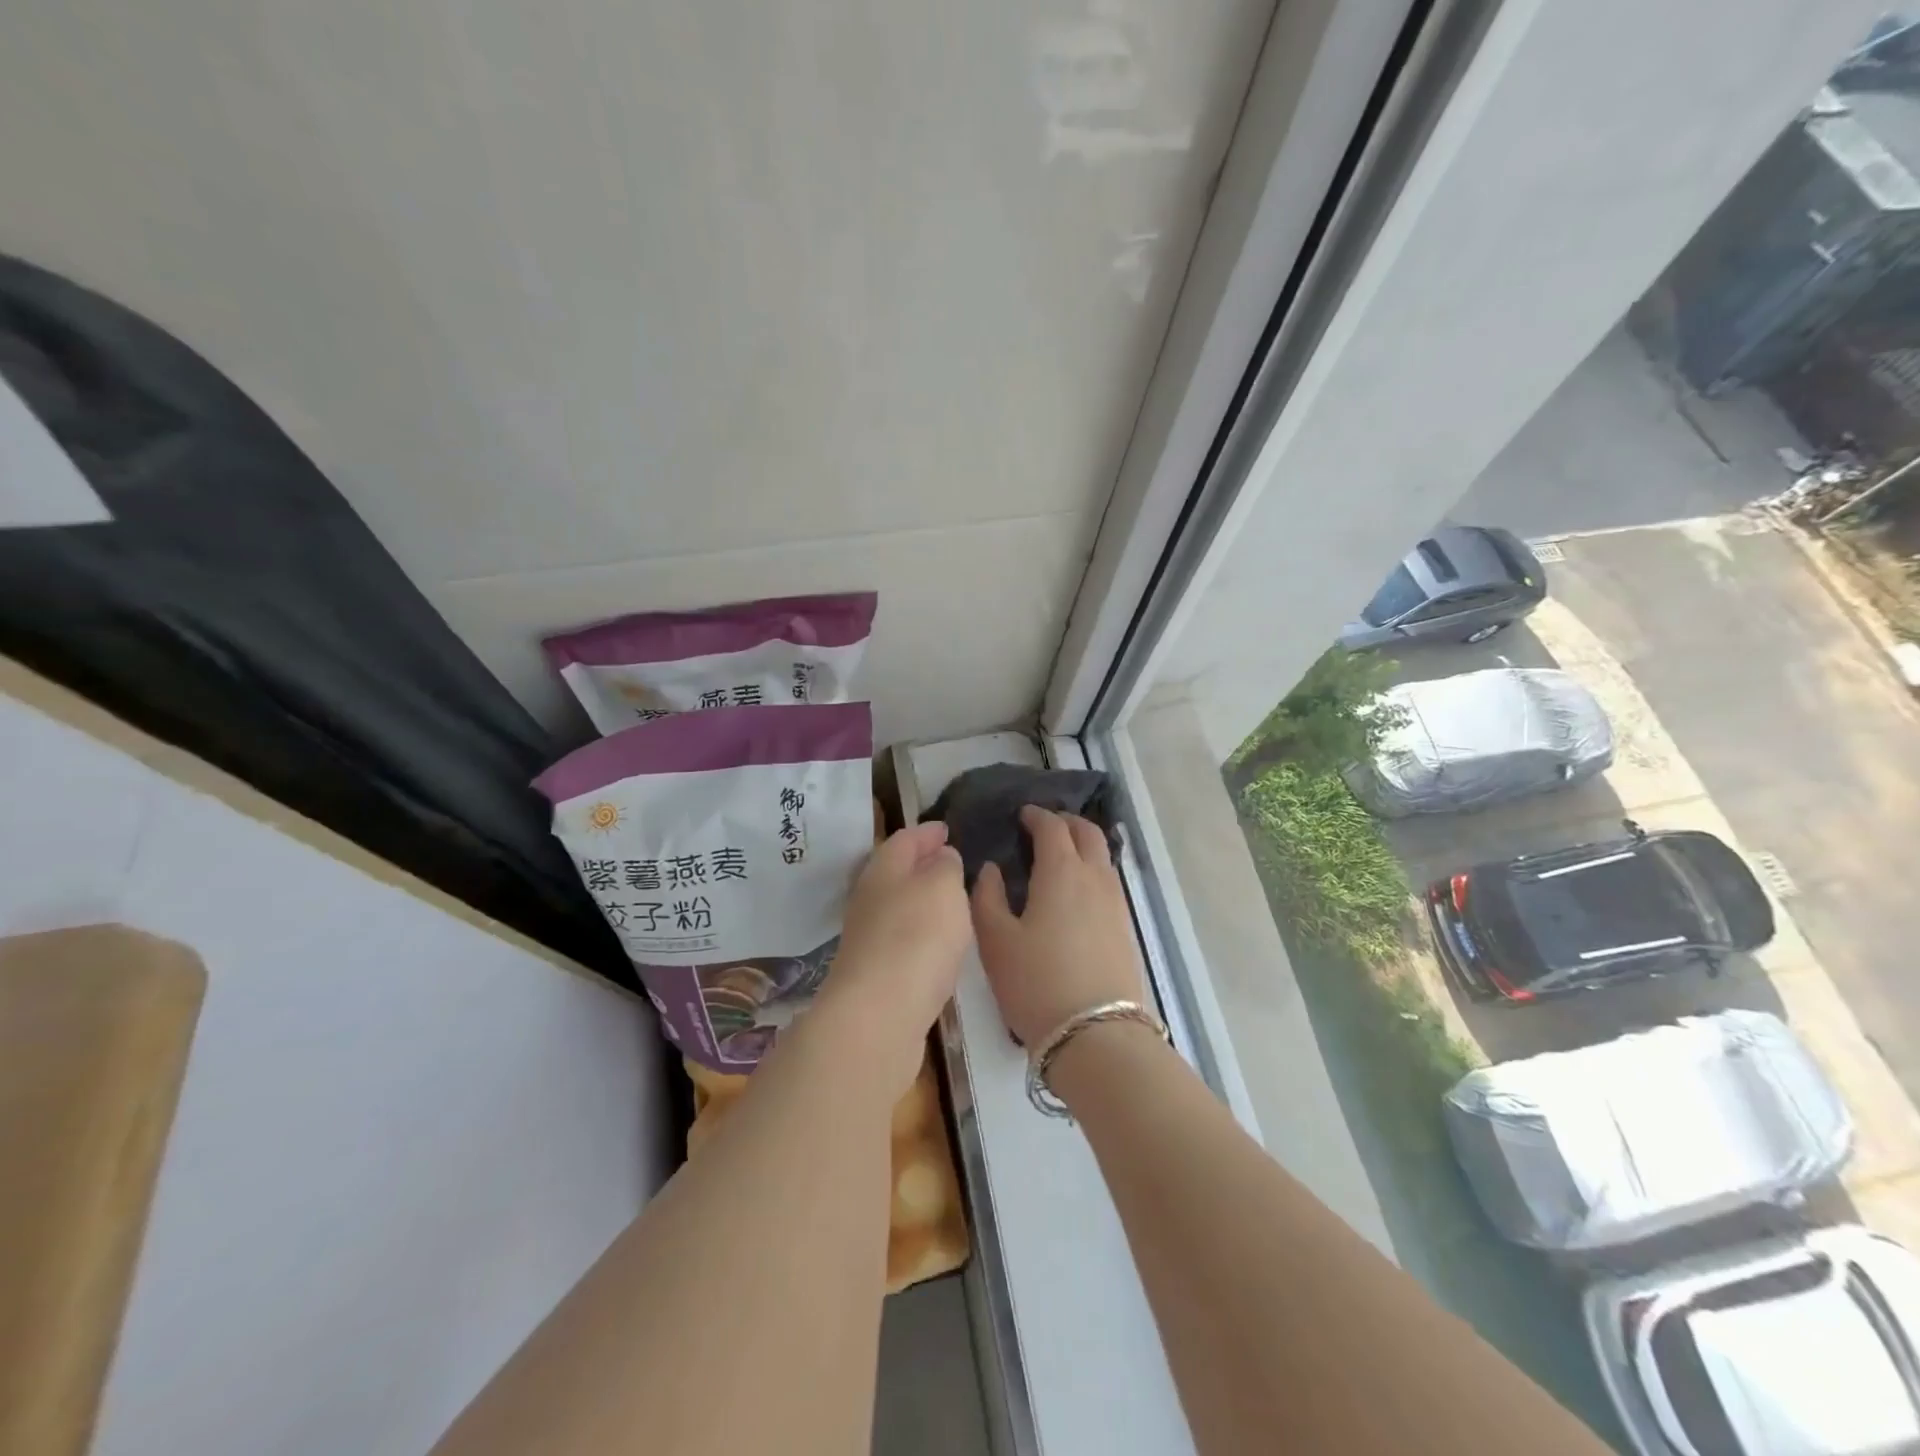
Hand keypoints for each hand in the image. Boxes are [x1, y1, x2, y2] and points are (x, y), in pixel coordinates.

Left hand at [817, 821, 970, 1092]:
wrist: (878, 1016)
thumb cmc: (916, 937)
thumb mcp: (943, 888)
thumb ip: (946, 867)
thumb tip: (941, 858)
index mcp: (883, 869)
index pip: (905, 838)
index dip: (927, 830)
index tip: (947, 828)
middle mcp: (870, 898)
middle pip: (897, 871)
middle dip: (922, 863)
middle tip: (952, 861)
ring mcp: (869, 938)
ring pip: (899, 906)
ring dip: (923, 900)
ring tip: (953, 901)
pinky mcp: (876, 974)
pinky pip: (903, 939)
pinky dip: (922, 932)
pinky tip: (940, 944)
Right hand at [971, 806, 1145, 1047]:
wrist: (1095, 1034)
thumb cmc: (1036, 982)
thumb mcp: (996, 940)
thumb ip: (987, 897)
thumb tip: (992, 870)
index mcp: (1061, 871)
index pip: (1052, 827)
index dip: (1036, 816)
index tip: (1021, 815)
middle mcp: (1094, 877)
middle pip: (1087, 833)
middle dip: (1065, 822)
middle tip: (1043, 827)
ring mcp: (1115, 903)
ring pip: (1102, 857)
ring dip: (1082, 845)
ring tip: (1058, 857)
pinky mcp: (1125, 927)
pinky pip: (1108, 881)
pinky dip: (1091, 870)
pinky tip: (1074, 892)